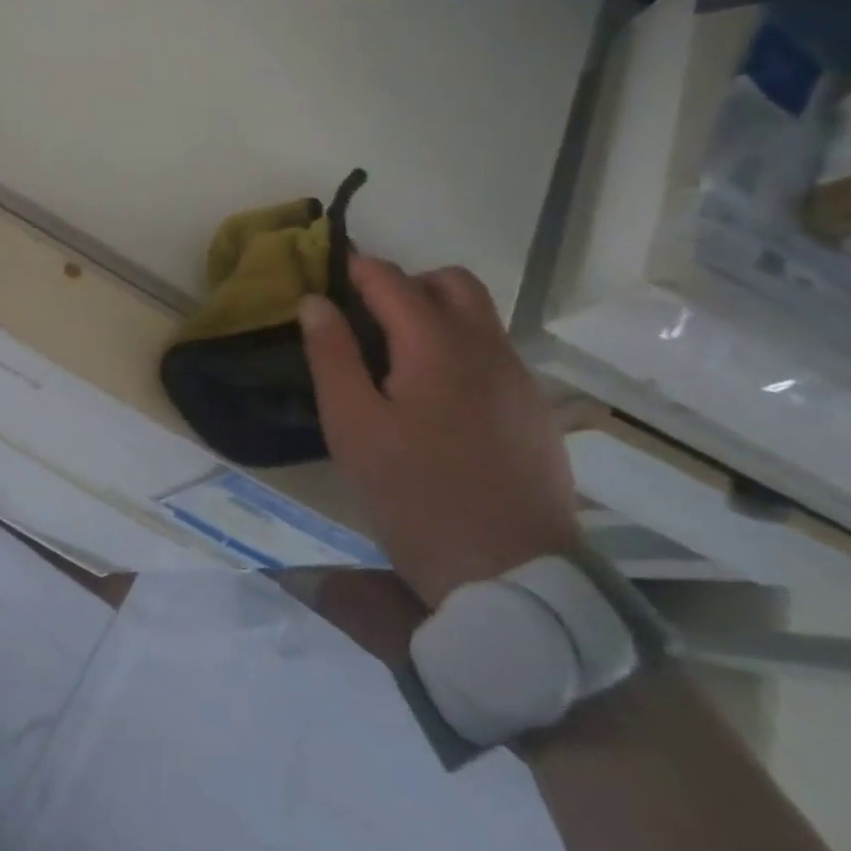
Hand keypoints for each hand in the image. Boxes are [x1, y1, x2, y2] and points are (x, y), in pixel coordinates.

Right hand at [298, 258, 579, 607]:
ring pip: (478, 316)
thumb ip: (332, 355)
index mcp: (437, 343)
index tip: (326, 282)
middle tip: (369, 321)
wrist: (515, 579)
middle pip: (449, 282)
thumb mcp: (353, 427)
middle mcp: (486, 347)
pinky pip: (494, 354)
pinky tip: (438, 401)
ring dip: (436, 315)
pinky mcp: (535, 411)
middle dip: (405, 285)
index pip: (391, 278)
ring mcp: (518, 378)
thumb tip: (315, 301)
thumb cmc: (418, 498)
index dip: (354, 271)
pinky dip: (460, 349)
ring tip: (398, 362)